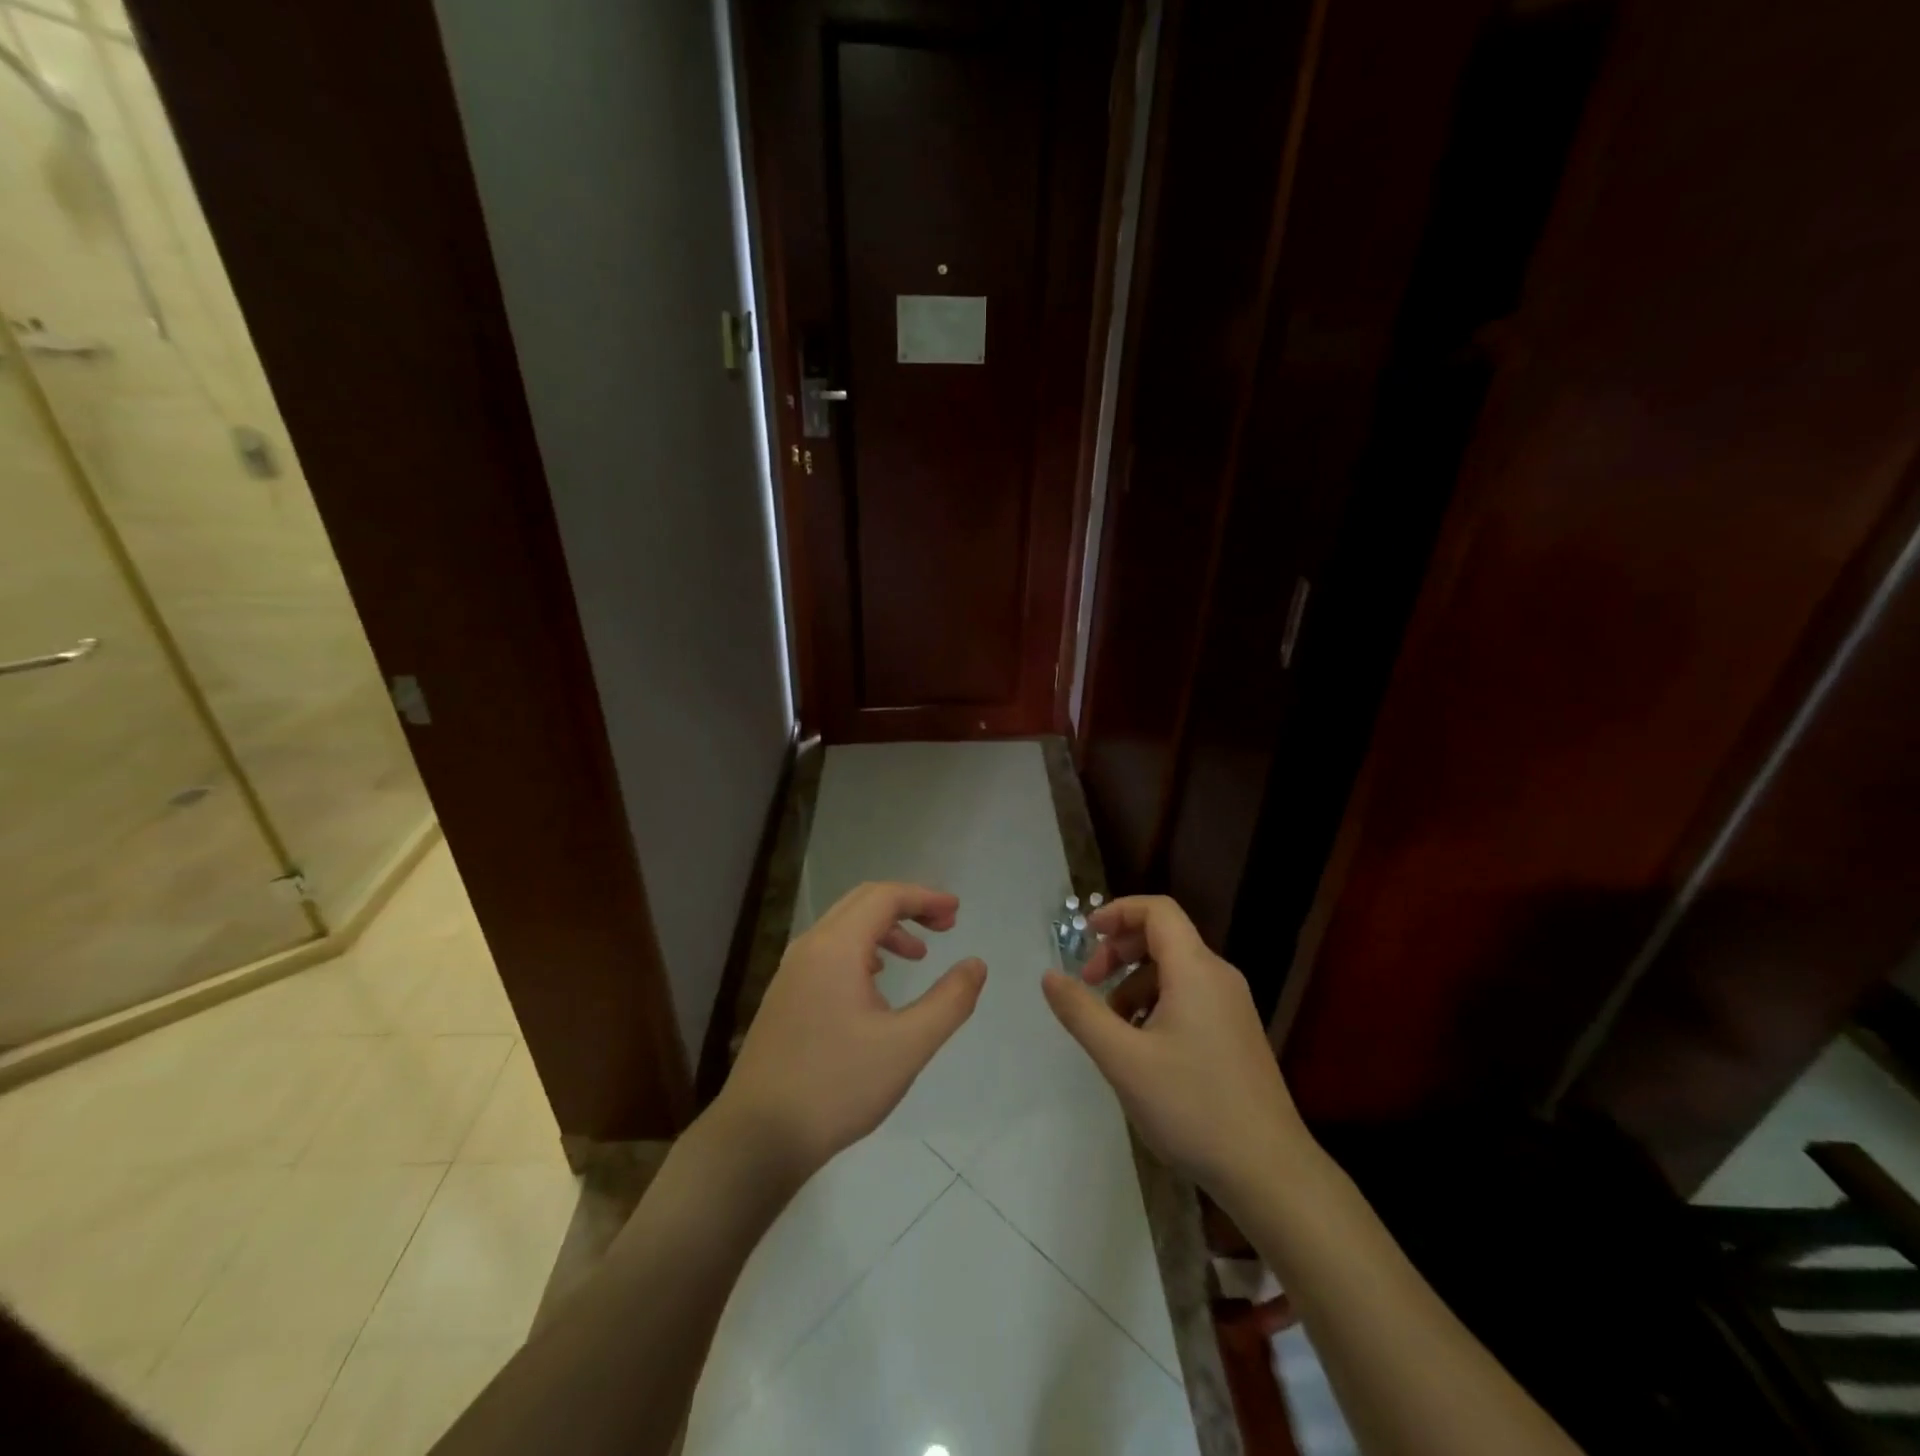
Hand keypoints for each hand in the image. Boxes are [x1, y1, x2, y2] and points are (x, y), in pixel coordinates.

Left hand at [717, 882, 986, 1182]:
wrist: (757, 1137)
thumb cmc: (837, 1086)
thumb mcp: (907, 1046)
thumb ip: (949, 1001)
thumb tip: (976, 964)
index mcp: (836, 947)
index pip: (885, 897)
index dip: (925, 897)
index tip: (956, 913)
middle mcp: (809, 947)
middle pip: (863, 902)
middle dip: (907, 906)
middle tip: (944, 925)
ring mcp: (791, 971)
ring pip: (844, 927)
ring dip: (885, 929)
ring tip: (917, 956)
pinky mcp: (784, 996)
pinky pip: (828, 951)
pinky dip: (861, 949)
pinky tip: (875, 983)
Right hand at [1042, 895, 1308, 1203]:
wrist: (1270, 1172)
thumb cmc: (1192, 1107)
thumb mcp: (1123, 1060)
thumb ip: (1082, 1012)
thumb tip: (1050, 976)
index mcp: (1195, 970)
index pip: (1157, 911)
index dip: (1118, 911)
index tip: (1086, 936)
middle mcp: (1218, 977)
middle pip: (1164, 938)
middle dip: (1120, 952)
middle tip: (1089, 984)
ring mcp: (1232, 1007)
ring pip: (1175, 972)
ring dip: (1135, 983)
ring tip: (1111, 1027)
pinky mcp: (1236, 1035)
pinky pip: (1190, 998)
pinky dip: (1157, 1005)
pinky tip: (1142, 1050)